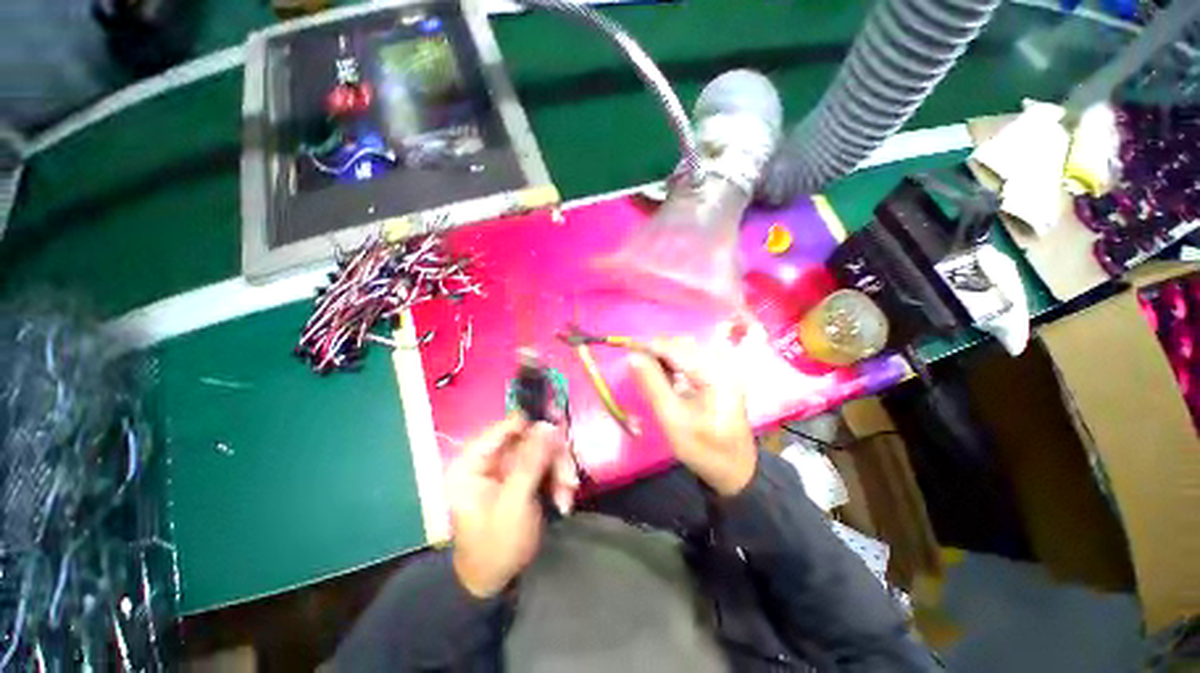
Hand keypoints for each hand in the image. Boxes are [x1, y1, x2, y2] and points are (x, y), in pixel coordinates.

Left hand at [446, 417, 576, 597]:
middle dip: (553, 457)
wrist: (494, 581)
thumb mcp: (514, 503)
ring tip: (566, 496)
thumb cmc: (496, 546)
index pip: (507, 426)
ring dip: (559, 470)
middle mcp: (490, 457)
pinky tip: (563, 500)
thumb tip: (548, 425)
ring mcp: (507, 466)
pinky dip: (558, 479)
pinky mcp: (521, 475)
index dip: (535, 425)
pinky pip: (546, 464)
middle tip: (569, 479)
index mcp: (473, 461)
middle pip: (531, 438)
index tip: (561, 432)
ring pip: (543, 449)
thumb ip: (531, 461)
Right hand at [628, 338, 756, 496]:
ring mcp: (723, 368)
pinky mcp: (720, 375)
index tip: (626, 353)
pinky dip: (675, 363)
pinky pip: (692, 359)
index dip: (647, 347)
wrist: (735, 469)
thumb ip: (652, 384)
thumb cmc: (703, 447)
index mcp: (713, 372)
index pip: (674, 347)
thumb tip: (632, 356)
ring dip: (664, 356)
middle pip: (681, 344)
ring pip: (685, 349)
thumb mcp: (672, 418)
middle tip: (635, 366)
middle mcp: (721, 363)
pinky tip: (664, 376)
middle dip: (656, 351)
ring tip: (647, 371)